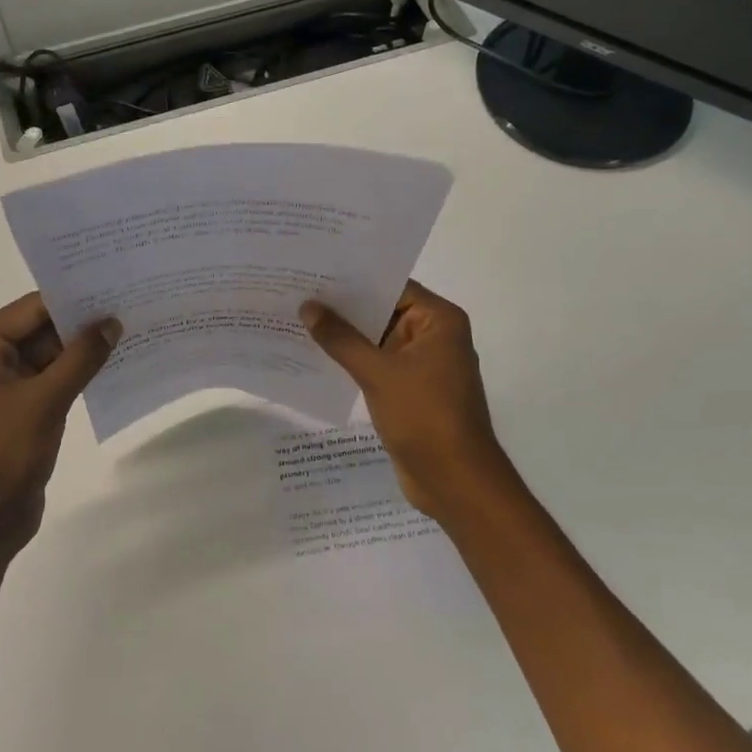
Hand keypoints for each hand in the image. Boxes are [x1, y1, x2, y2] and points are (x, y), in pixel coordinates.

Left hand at [0, 292, 119, 570]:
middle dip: (82, 323)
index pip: (32, 309)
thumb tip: (112, 322)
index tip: (114, 286)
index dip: (72, 298)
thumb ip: (80, 358)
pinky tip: (114, 365)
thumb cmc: (2, 455)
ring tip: (130, 331)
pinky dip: (79, 374)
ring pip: (50, 356)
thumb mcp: (45, 401)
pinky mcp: (21, 411)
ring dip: (84, 349)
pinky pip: (53, 381)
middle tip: (130, 305)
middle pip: (41, 330)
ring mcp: (5, 388)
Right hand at [300, 281, 508, 520]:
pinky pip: (377, 365)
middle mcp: (434, 336)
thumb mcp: (378, 373)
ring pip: (377, 340)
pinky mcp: (410, 390)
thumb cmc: (424, 416)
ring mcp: (422, 365)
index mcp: (439, 321)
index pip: (392, 286)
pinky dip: (352, 361)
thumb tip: (308, 307)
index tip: (315, 271)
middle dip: (343, 308)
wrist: (454, 481)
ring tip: (298, 320)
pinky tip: (316, 356)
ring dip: (344, 336)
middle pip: (383, 311)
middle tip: (297, 292)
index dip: (354, 279)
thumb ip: (341, 339)